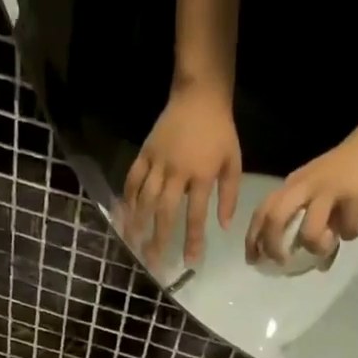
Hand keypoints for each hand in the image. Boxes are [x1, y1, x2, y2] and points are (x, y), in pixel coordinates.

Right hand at [121, 83, 241, 266]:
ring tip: (133, 245)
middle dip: (159, 239)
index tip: (190, 261)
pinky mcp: (145, 152)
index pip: (196, 214)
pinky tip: (124, 215)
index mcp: (201, 175)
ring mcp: (158, 162)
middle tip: (153, 262)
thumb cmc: (220, 131)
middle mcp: (177, 172)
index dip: (193, 239)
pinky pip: (133, 178)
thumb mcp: (233, 162)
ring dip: (138, 224)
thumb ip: (229, 195)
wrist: (199, 95)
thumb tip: (224, 226)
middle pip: (165, 211)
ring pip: (145, 198)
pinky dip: (127, 197)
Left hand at [244, 117, 357, 266]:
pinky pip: (347, 226)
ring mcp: (328, 189)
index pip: (263, 210)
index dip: (253, 237)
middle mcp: (305, 186)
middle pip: (274, 217)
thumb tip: (317, 262)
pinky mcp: (353, 194)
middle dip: (271, 245)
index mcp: (294, 184)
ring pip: (308, 229)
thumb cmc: (352, 167)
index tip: (253, 259)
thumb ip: (317, 221)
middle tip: (281, 262)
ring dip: (315, 245)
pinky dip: (351, 233)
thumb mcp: (325, 192)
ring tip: (327, 245)